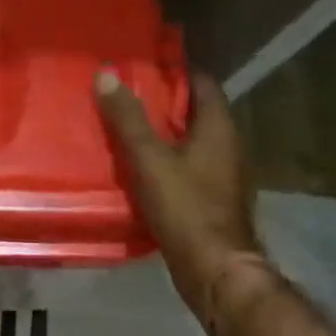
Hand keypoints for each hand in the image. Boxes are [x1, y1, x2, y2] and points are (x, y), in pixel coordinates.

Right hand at [97, 69, 274, 332]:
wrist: (216, 272)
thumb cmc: (186, 207)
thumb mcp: (149, 158)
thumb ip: (127, 118)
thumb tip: (107, 74)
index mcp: (219, 127)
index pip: (202, 82)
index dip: (175, 70)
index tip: (142, 64)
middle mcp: (228, 145)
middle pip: (195, 110)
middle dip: (163, 100)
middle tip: (125, 91)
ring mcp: (224, 174)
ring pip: (191, 139)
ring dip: (163, 131)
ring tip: (125, 124)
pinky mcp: (214, 198)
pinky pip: (188, 165)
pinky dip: (167, 158)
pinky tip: (139, 164)